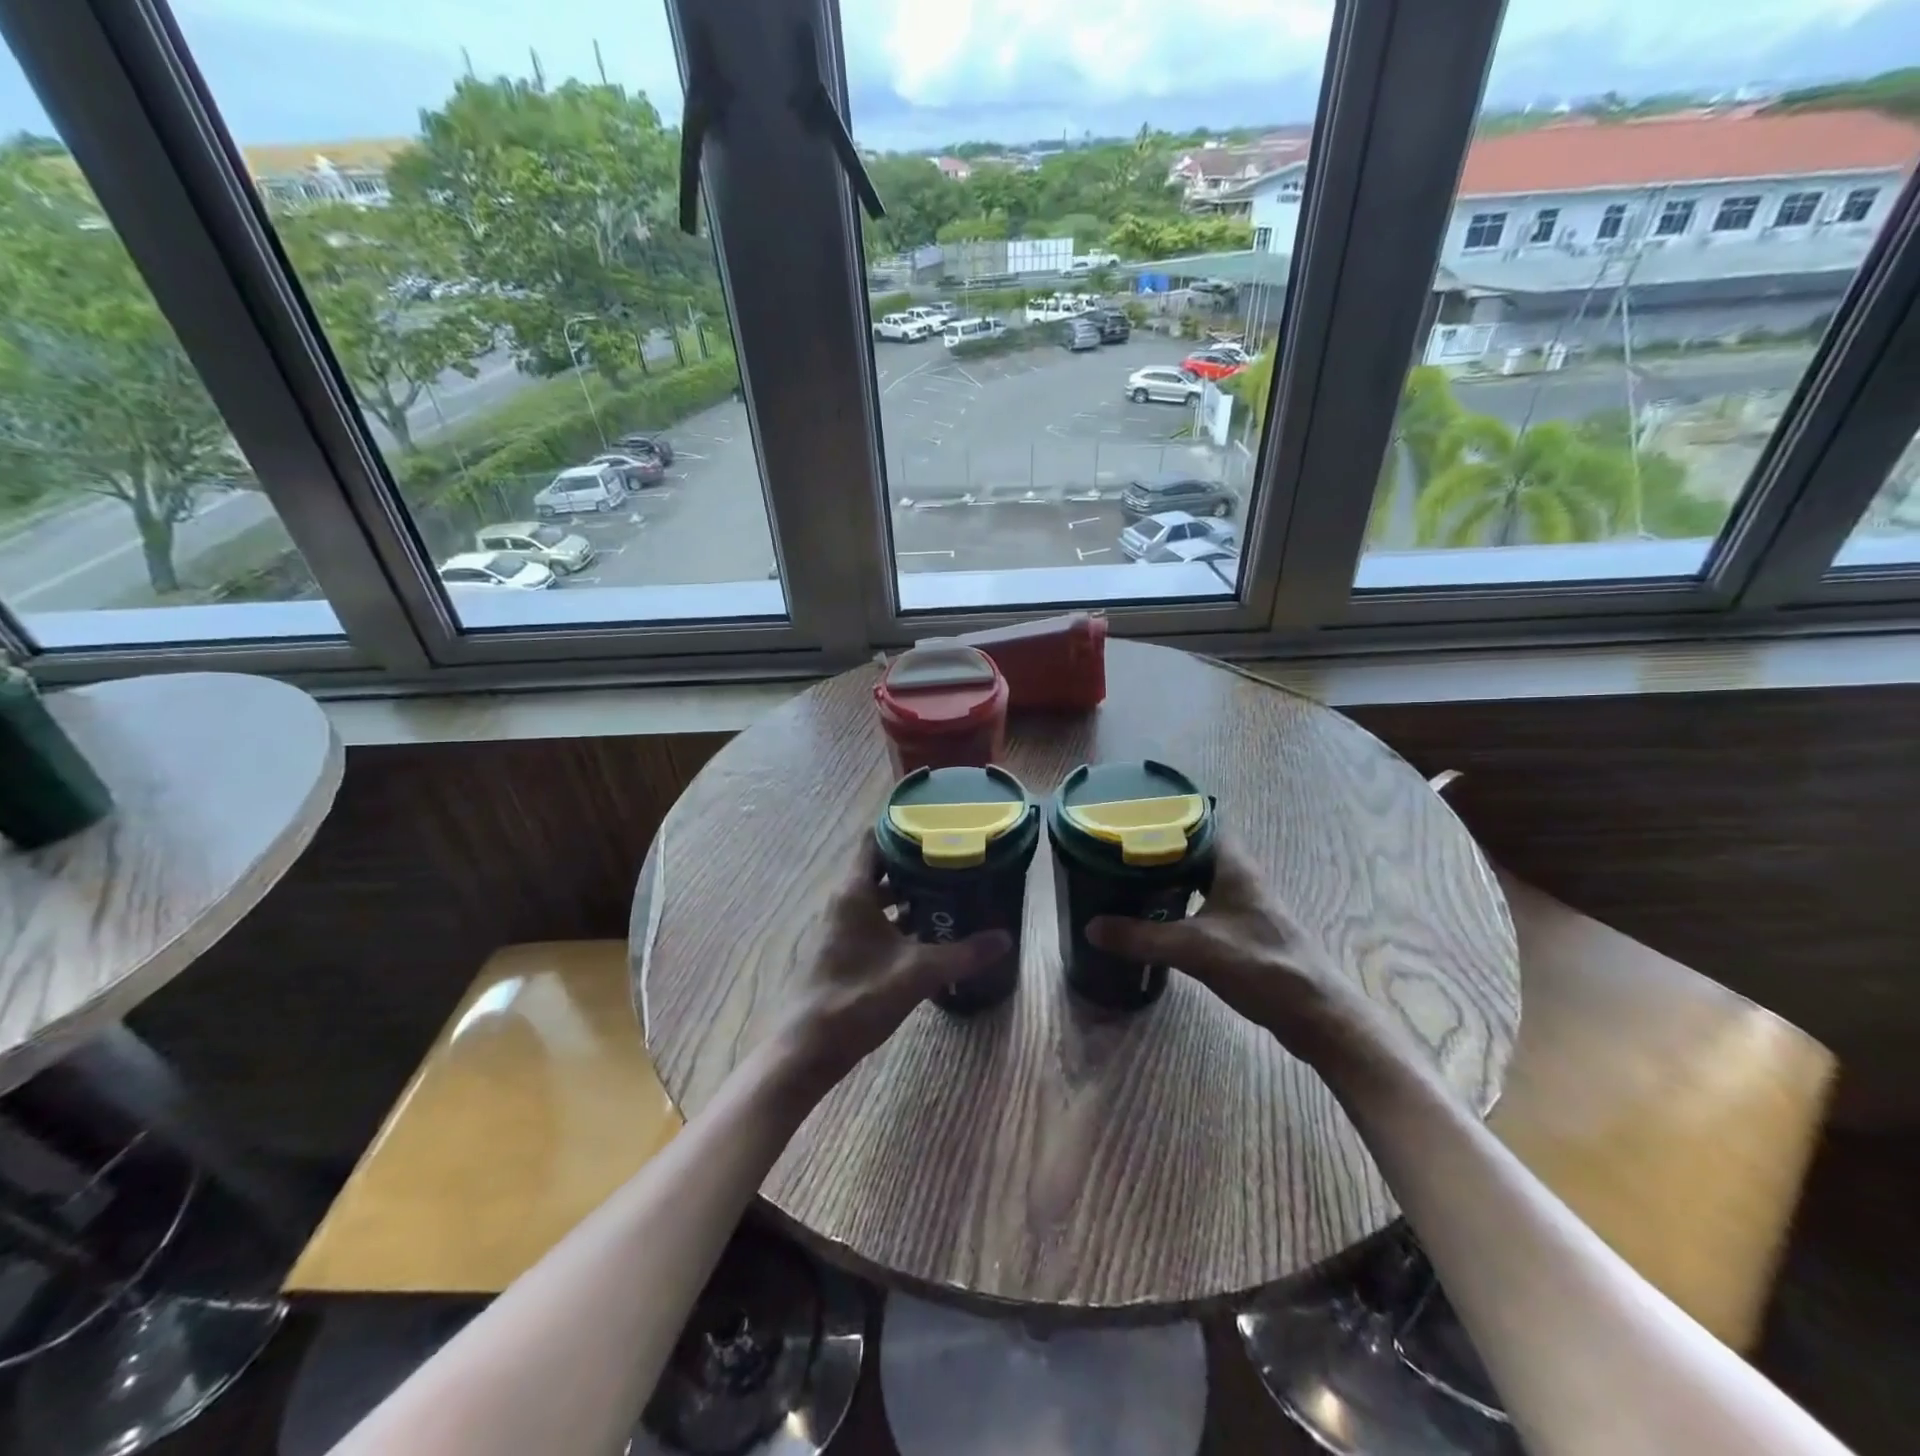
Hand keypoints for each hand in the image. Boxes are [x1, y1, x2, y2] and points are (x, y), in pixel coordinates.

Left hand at [767, 843, 1011, 1096]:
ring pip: (877, 894)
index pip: (875, 838)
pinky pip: (872, 918)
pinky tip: (927, 931)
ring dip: (908, 892)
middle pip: (880, 865)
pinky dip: (897, 917)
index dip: (904, 827)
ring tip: (948, 891)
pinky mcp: (842, 947)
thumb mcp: (918, 973)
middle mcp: (844, 899)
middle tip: (954, 860)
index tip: (938, 826)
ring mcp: (840, 925)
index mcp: (854, 891)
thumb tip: (1005, 939)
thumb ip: (963, 954)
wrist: (810, 1047)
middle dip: (915, 861)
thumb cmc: (859, 998)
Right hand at [1086, 839, 1377, 1063]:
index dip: (1168, 814)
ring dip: (1170, 874)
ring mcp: (1244, 904)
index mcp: (1233, 866)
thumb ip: (1142, 937)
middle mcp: (1240, 877)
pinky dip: (1180, 900)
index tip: (1132, 816)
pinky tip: (1157, 914)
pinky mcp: (1243, 929)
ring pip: (1200, 876)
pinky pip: (1203, 901)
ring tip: (1130, 877)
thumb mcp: (1195, 949)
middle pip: (1196, 847)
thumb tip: (1091, 927)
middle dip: (1160, 846)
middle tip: (1120, 848)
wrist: (1316, 1014)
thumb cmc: (1262, 967)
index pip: (1200, 820)